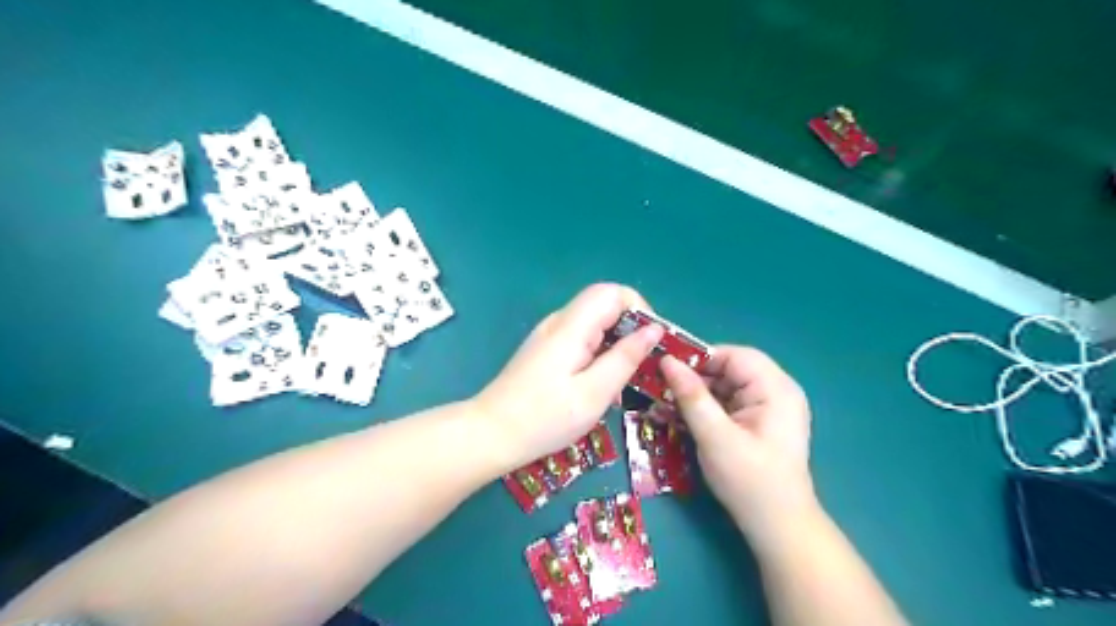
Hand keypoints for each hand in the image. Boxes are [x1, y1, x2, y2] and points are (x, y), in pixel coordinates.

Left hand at [472, 285, 660, 471]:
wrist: (491, 433)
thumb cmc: (544, 418)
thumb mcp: (594, 393)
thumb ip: (625, 357)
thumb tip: (653, 329)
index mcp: (571, 326)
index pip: (613, 292)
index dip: (640, 309)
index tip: (652, 342)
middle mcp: (559, 322)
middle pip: (604, 304)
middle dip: (631, 328)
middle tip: (644, 365)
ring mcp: (550, 334)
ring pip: (594, 322)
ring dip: (616, 343)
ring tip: (626, 379)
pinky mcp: (546, 349)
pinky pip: (582, 338)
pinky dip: (600, 352)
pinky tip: (601, 384)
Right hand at [655, 344, 816, 540]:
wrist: (778, 528)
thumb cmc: (750, 481)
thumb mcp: (715, 437)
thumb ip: (691, 396)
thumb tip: (667, 361)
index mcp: (775, 388)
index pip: (733, 355)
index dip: (699, 359)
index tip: (666, 370)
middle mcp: (776, 390)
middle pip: (729, 369)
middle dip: (695, 379)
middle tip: (661, 390)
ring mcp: (769, 407)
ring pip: (725, 386)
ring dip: (697, 394)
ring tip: (666, 405)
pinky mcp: (759, 422)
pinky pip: (728, 403)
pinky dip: (706, 408)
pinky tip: (683, 417)